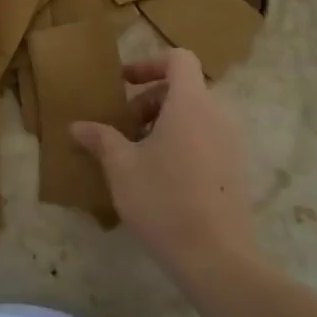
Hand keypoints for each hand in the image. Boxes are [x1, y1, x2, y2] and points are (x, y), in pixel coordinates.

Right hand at [70, 49, 258, 285]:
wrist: (217, 257)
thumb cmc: (163, 200)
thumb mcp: (121, 166)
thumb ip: (100, 139)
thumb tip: (77, 126)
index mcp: (191, 103)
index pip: (178, 59)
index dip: (149, 63)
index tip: (123, 83)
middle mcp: (219, 114)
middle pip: (185, 88)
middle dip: (150, 100)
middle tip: (124, 127)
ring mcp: (233, 142)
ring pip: (197, 114)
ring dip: (166, 121)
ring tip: (139, 152)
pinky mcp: (238, 168)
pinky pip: (209, 137)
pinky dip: (184, 140)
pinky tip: (162, 175)